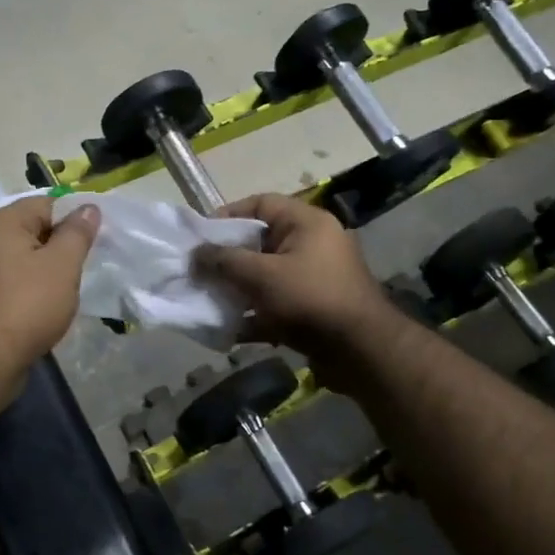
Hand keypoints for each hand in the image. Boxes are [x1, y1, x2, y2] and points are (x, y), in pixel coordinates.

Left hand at [0, 196, 99, 382]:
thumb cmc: (27, 305)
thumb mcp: (62, 265)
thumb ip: (77, 233)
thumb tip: (88, 207)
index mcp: (2, 222)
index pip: (47, 203)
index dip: (74, 220)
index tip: (95, 244)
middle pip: (34, 231)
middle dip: (61, 248)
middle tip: (83, 270)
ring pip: (24, 260)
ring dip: (47, 273)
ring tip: (66, 293)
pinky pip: (13, 284)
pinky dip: (30, 291)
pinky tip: (44, 310)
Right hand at [194, 193, 400, 384]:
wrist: (359, 350)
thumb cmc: (310, 299)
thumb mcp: (261, 275)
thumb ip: (224, 261)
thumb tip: (195, 253)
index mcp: (307, 223)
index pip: (261, 204)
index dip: (228, 215)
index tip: (201, 236)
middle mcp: (313, 245)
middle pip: (261, 243)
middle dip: (228, 258)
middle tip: (199, 271)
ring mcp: (314, 279)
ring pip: (266, 277)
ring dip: (237, 289)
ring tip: (208, 300)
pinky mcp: (313, 310)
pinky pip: (275, 305)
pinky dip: (253, 315)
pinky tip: (228, 330)